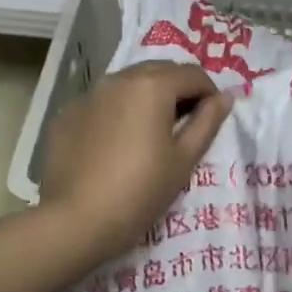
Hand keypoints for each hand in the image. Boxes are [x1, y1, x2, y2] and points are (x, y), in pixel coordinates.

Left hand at [38, 61, 232, 266]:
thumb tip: (225, 98)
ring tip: (151, 133)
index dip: (209, 93)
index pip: (192, 74)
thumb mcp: (183, 160)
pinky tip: (116, 145)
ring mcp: (87, 95)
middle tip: (185, 125)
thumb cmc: (140, 192)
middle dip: (178, 90)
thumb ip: (207, 123)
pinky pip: (102, 103)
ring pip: (127, 84)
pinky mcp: (66, 115)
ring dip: (146, 98)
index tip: (211, 119)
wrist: (76, 221)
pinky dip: (117, 112)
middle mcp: (117, 79)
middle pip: (159, 71)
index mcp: (152, 86)